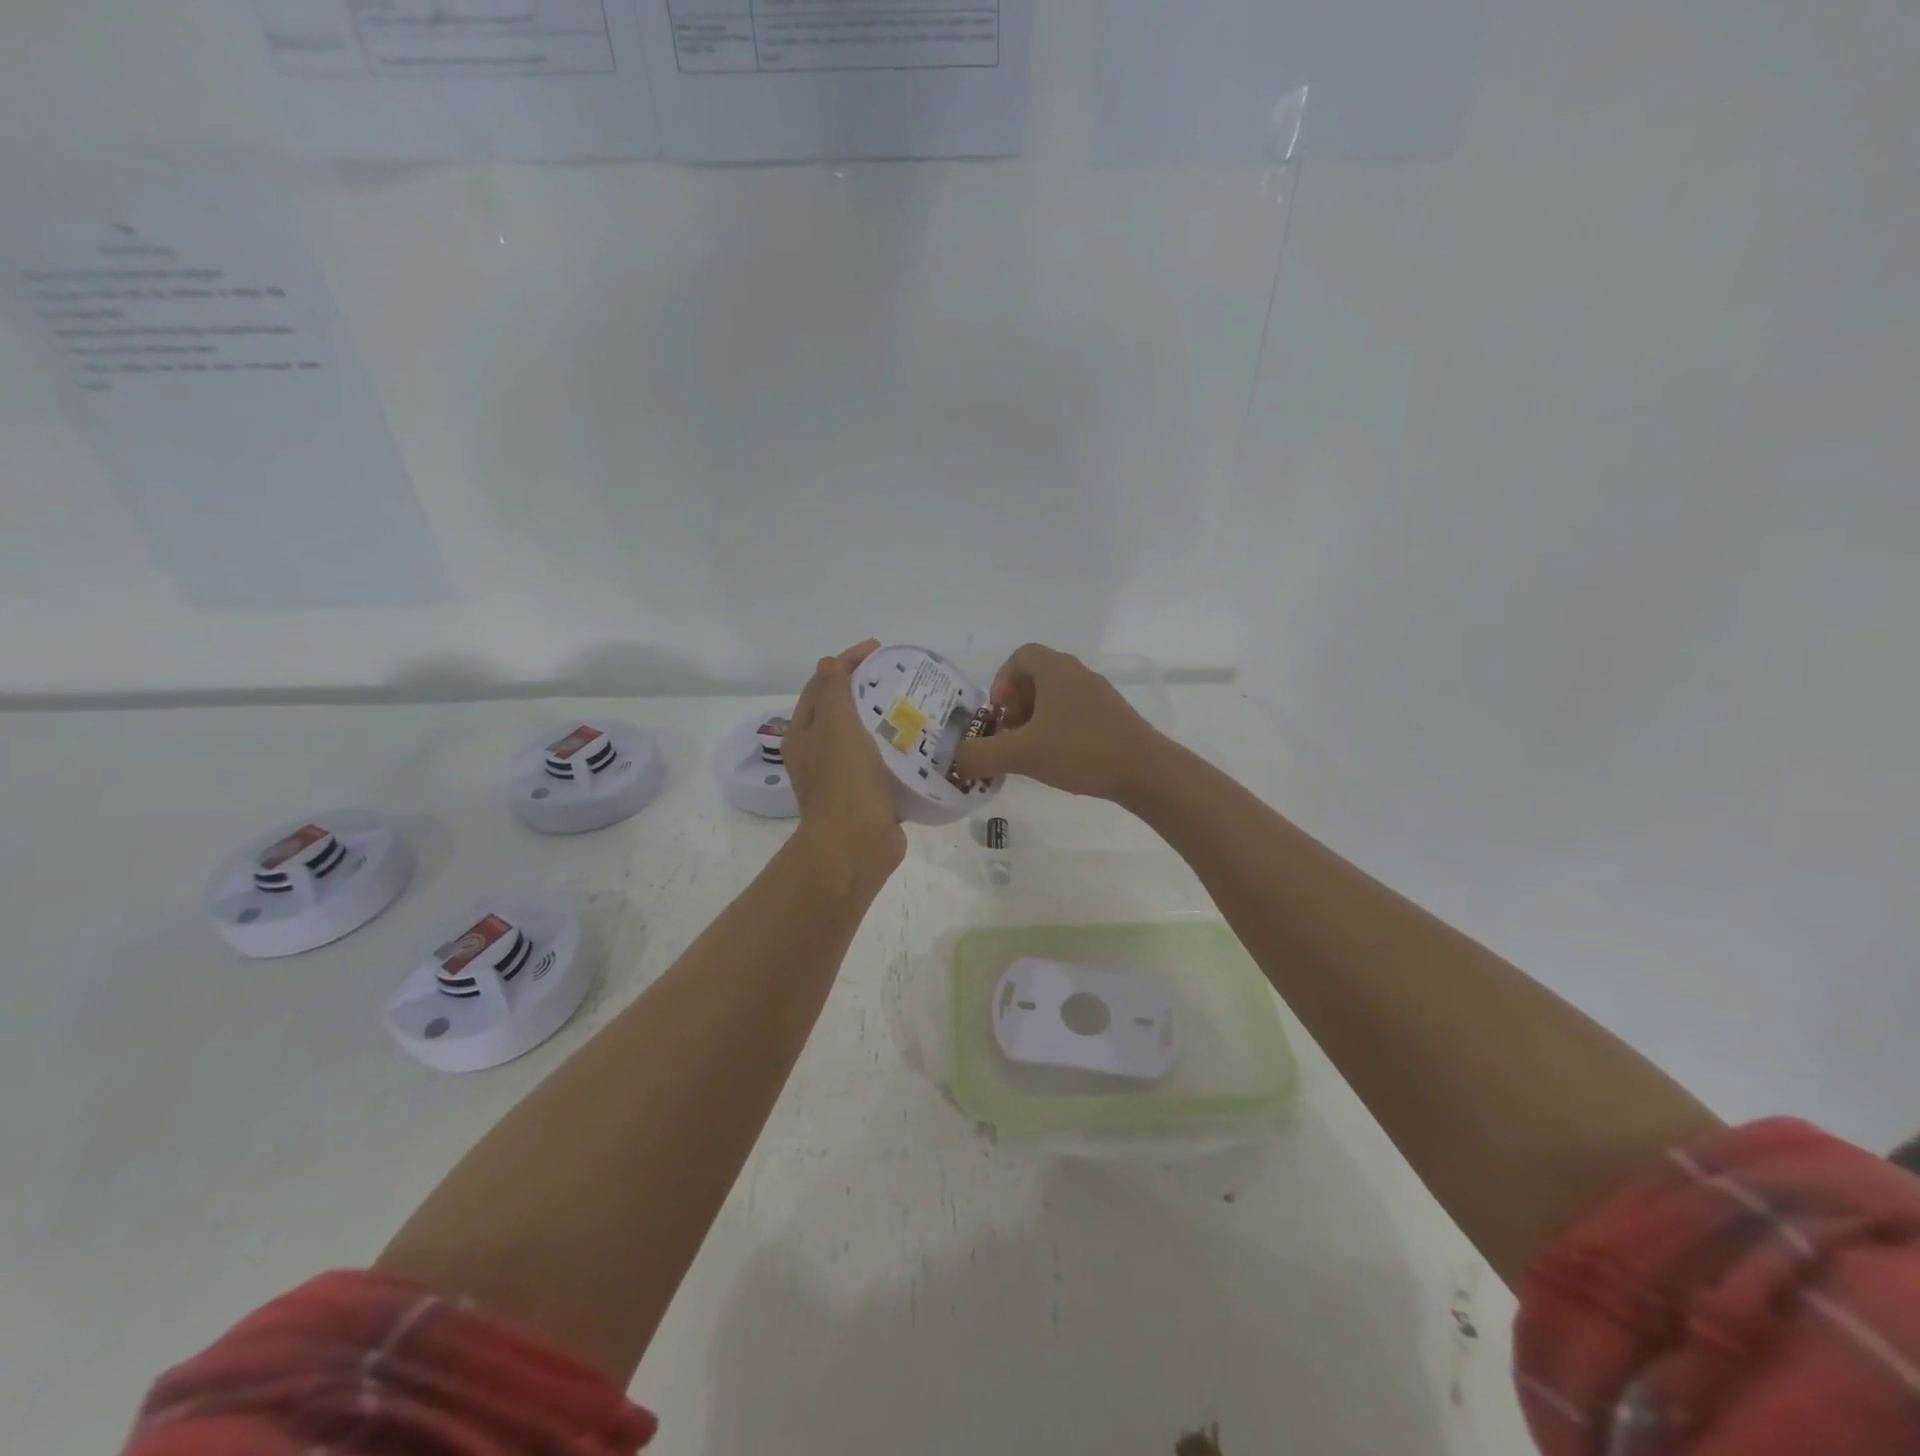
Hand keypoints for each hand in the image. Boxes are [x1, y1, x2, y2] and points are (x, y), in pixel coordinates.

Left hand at [783, 639, 906, 879]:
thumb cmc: (844, 780)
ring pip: (863, 737)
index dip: (846, 662)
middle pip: (840, 710)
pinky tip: (921, 742)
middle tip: (898, 676)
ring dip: (884, 719)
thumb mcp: (836, 724)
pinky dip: (896, 749)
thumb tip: (829, 663)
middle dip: (866, 688)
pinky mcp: (867, 796)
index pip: (821, 684)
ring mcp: (842, 777)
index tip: (878, 649)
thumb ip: (832, 691)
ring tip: (915, 704)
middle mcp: (818, 754)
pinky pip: (881, 763)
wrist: (856, 845)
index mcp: (804, 734)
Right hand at [951, 644, 1167, 802]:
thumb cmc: (1080, 751)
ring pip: (1056, 697)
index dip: (1001, 681)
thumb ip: (981, 755)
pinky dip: (1057, 729)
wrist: (1145, 771)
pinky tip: (1057, 760)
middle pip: (1036, 677)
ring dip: (1035, 719)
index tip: (998, 714)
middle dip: (1015, 704)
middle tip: (1008, 735)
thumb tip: (956, 759)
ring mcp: (1099, 695)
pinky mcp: (1112, 717)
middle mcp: (1077, 674)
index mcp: (1055, 670)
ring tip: (1029, 752)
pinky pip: (1074, 713)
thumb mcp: (1022, 754)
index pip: (1020, 656)